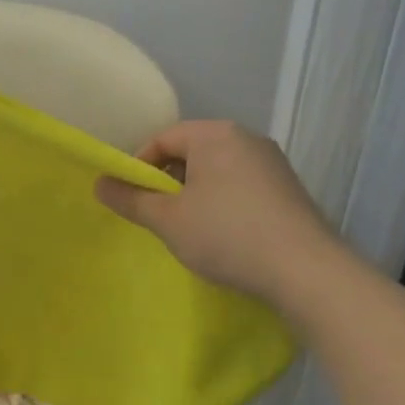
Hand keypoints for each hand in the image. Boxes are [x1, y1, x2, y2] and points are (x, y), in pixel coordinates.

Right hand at [95, 120, 340, 303]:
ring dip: (195, 194)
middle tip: (157, 216)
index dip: (139, 166)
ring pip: (217, 170)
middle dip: (168, 182)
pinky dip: (222, 203)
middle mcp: (246, 138)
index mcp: (215, 134)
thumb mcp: (167, 220)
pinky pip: (241, 185)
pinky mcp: (288, 188)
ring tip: (188, 229)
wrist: (305, 270)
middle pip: (191, 152)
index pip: (163, 138)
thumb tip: (99, 184)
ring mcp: (272, 163)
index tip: (132, 198)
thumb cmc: (226, 234)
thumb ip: (131, 199)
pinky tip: (223, 235)